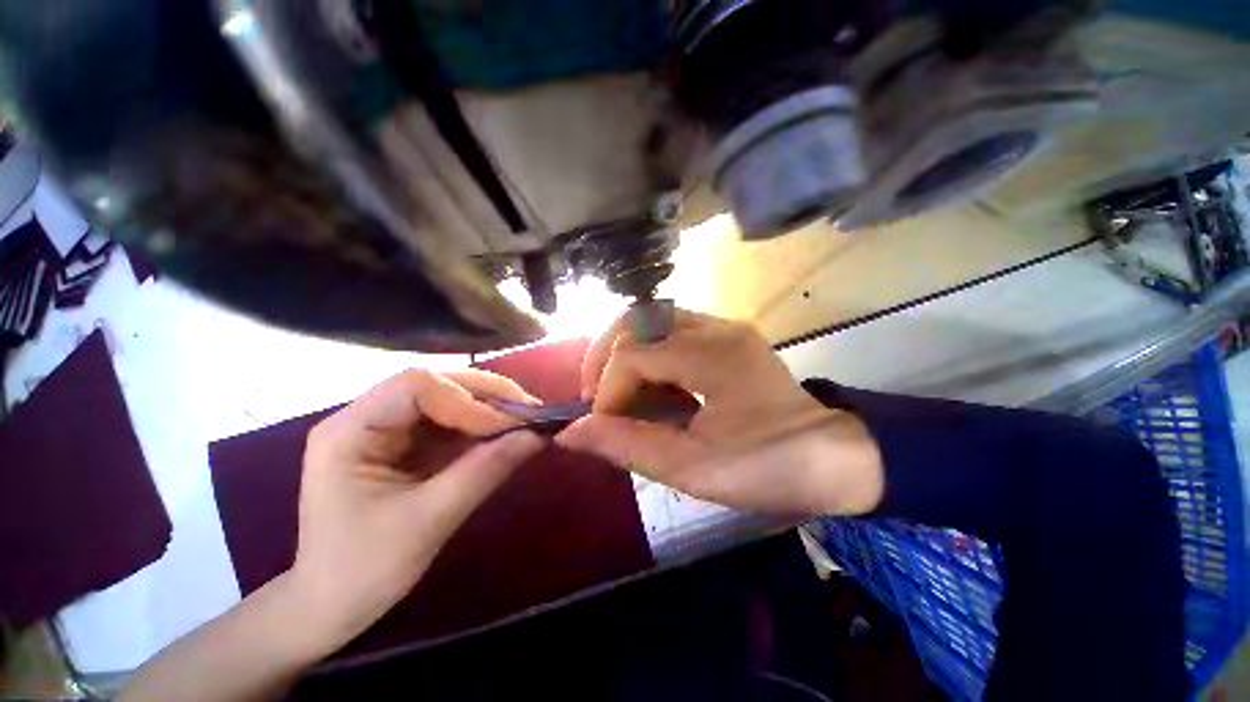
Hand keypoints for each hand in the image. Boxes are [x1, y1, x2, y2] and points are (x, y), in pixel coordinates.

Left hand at [289, 369, 544, 653]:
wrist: (329, 606)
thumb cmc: (364, 572)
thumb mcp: (430, 521)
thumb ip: (485, 471)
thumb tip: (538, 436)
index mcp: (349, 432)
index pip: (416, 387)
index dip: (469, 399)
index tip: (511, 424)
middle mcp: (364, 417)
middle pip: (435, 384)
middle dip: (487, 395)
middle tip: (531, 411)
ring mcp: (384, 428)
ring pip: (447, 398)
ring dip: (489, 407)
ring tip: (526, 419)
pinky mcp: (403, 442)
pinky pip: (449, 420)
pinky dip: (481, 425)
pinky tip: (505, 432)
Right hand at [557, 310, 882, 516]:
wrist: (837, 458)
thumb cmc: (770, 467)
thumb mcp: (692, 467)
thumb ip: (627, 445)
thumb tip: (571, 432)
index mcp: (712, 354)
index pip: (633, 353)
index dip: (606, 389)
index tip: (602, 426)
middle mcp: (716, 327)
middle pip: (637, 319)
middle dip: (604, 356)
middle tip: (595, 396)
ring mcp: (723, 328)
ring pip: (651, 321)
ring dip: (623, 353)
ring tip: (615, 392)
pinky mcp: (726, 338)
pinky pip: (670, 333)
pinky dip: (647, 356)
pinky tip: (648, 388)